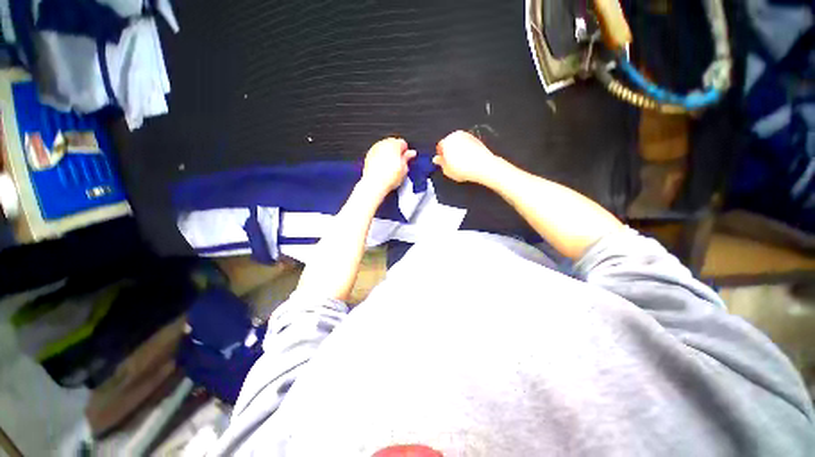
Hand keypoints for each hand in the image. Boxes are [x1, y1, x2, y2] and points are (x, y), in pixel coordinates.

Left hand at [361, 137, 416, 196]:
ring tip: (391, 166)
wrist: (375, 184)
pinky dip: (381, 157)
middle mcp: (383, 144)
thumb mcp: (404, 169)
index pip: (403, 143)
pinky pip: (377, 153)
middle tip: (400, 163)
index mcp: (394, 144)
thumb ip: (407, 158)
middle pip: (393, 143)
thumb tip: (411, 153)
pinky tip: (384, 167)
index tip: (407, 159)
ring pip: (385, 147)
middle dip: (397, 151)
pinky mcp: (369, 155)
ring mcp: (375, 148)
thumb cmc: (389, 178)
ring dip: (389, 154)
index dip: (406, 151)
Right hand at [434, 131, 499, 183]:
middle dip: (449, 152)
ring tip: (461, 163)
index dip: (440, 155)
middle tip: (451, 163)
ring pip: (458, 143)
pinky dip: (466, 150)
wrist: (482, 166)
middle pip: (449, 143)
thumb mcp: (447, 170)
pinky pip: (467, 144)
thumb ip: (441, 164)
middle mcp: (456, 136)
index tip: (443, 162)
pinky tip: (468, 160)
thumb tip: (437, 160)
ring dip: (458, 150)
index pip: (439, 147)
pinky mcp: (476, 139)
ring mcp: (467, 136)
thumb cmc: (465, 168)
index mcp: (446, 141)